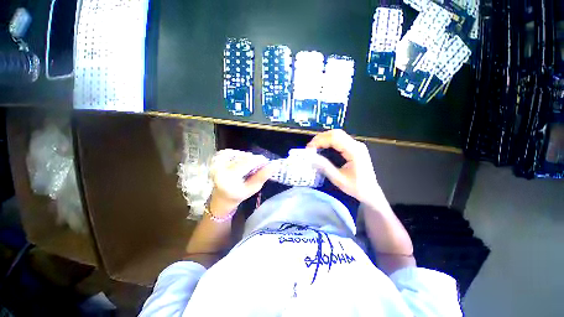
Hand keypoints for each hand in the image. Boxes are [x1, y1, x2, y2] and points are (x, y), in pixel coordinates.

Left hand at [209, 149, 273, 215]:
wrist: (221, 196)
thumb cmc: (238, 195)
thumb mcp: (252, 188)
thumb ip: (263, 176)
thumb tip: (275, 165)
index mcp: (228, 179)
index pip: (247, 163)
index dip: (259, 161)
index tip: (266, 162)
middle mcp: (219, 168)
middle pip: (243, 157)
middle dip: (254, 160)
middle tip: (258, 166)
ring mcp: (216, 161)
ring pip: (239, 153)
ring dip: (247, 158)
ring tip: (248, 165)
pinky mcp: (216, 158)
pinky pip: (232, 152)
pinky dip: (239, 155)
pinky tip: (240, 162)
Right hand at [307, 130, 380, 203]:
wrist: (371, 192)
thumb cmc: (356, 188)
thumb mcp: (338, 179)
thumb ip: (325, 167)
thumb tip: (311, 158)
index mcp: (354, 151)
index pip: (334, 138)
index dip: (319, 141)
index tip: (309, 149)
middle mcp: (356, 144)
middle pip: (336, 133)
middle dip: (320, 138)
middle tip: (309, 148)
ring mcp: (356, 145)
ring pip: (337, 134)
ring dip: (323, 139)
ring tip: (313, 147)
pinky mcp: (354, 147)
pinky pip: (339, 139)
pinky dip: (328, 141)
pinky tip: (322, 147)